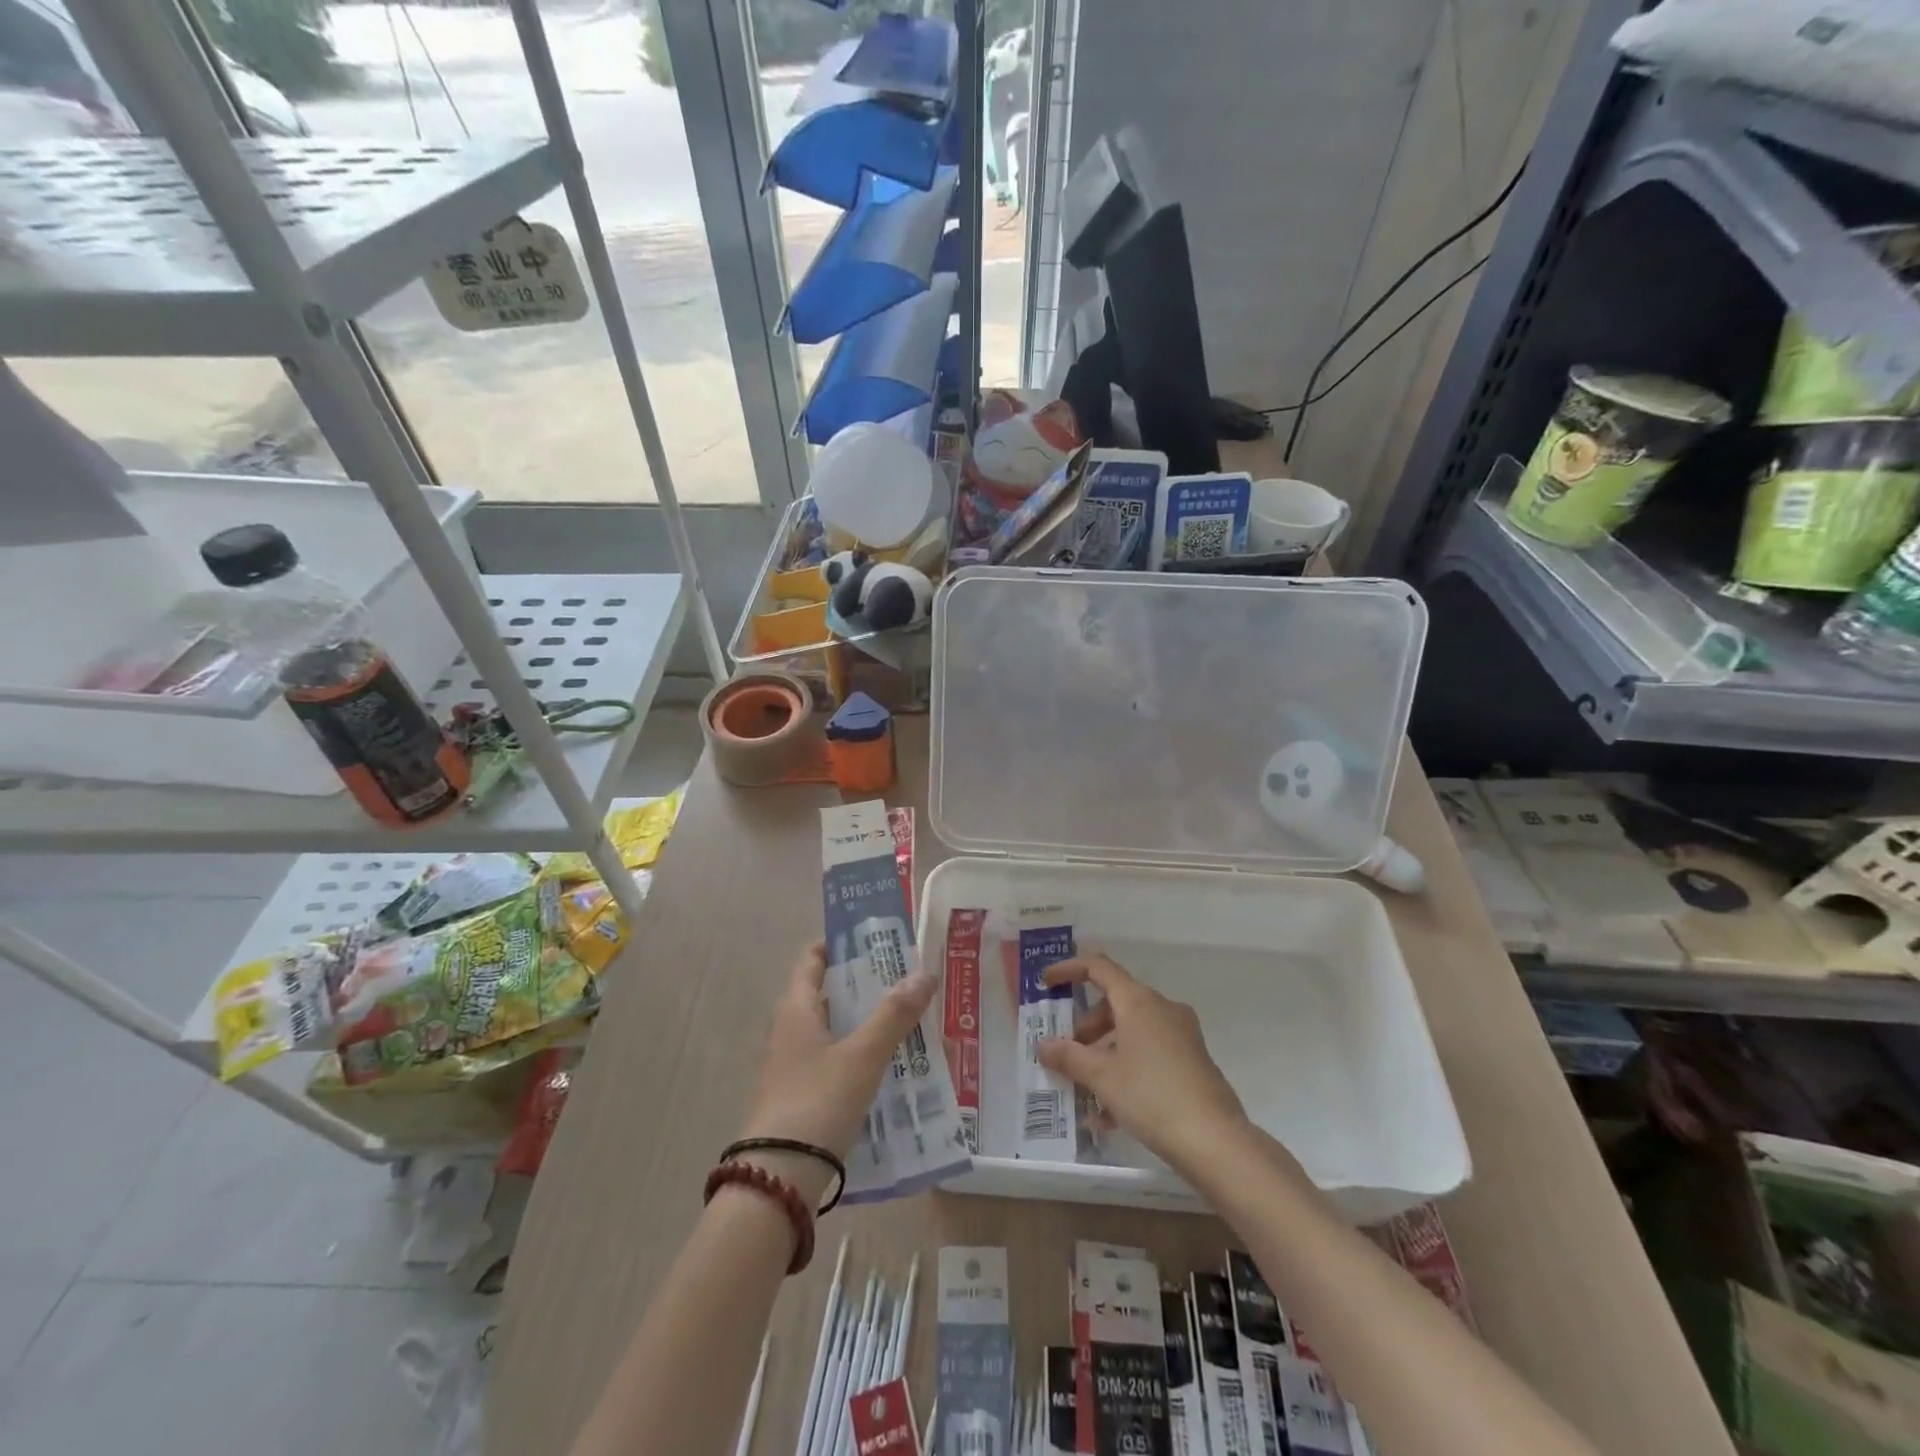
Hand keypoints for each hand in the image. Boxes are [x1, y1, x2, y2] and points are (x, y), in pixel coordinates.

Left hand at [738, 942, 935, 1198]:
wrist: (777, 1180)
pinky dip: (861, 1056)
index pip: (813, 959)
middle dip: (866, 986)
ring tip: (910, 1022)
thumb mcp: (862, 1055)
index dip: (840, 943)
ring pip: (835, 1031)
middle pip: (828, 994)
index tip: (876, 938)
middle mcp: (790, 1031)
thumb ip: (894, 1015)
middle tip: (907, 980)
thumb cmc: (817, 1101)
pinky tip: (891, 1068)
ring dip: (867, 1023)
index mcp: (796, 1009)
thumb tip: (925, 972)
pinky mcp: (801, 1097)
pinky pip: (835, 1063)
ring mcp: (793, 1066)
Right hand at [1036, 953, 1249, 1173]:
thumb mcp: (1102, 1077)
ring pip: (1132, 1031)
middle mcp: (1162, 1008)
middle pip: (1115, 1003)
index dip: (1069, 970)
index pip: (1099, 968)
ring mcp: (1182, 1034)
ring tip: (1086, 1090)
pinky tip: (1111, 1113)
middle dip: (1087, 1026)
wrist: (1215, 1140)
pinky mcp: (1193, 1060)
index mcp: (1139, 1001)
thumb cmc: (1152, 1096)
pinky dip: (1127, 1069)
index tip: (1046, 983)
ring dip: (1105, 1053)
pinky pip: (1150, 1052)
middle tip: (1068, 1053)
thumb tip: (1043, 1045)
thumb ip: (1069, 1057)